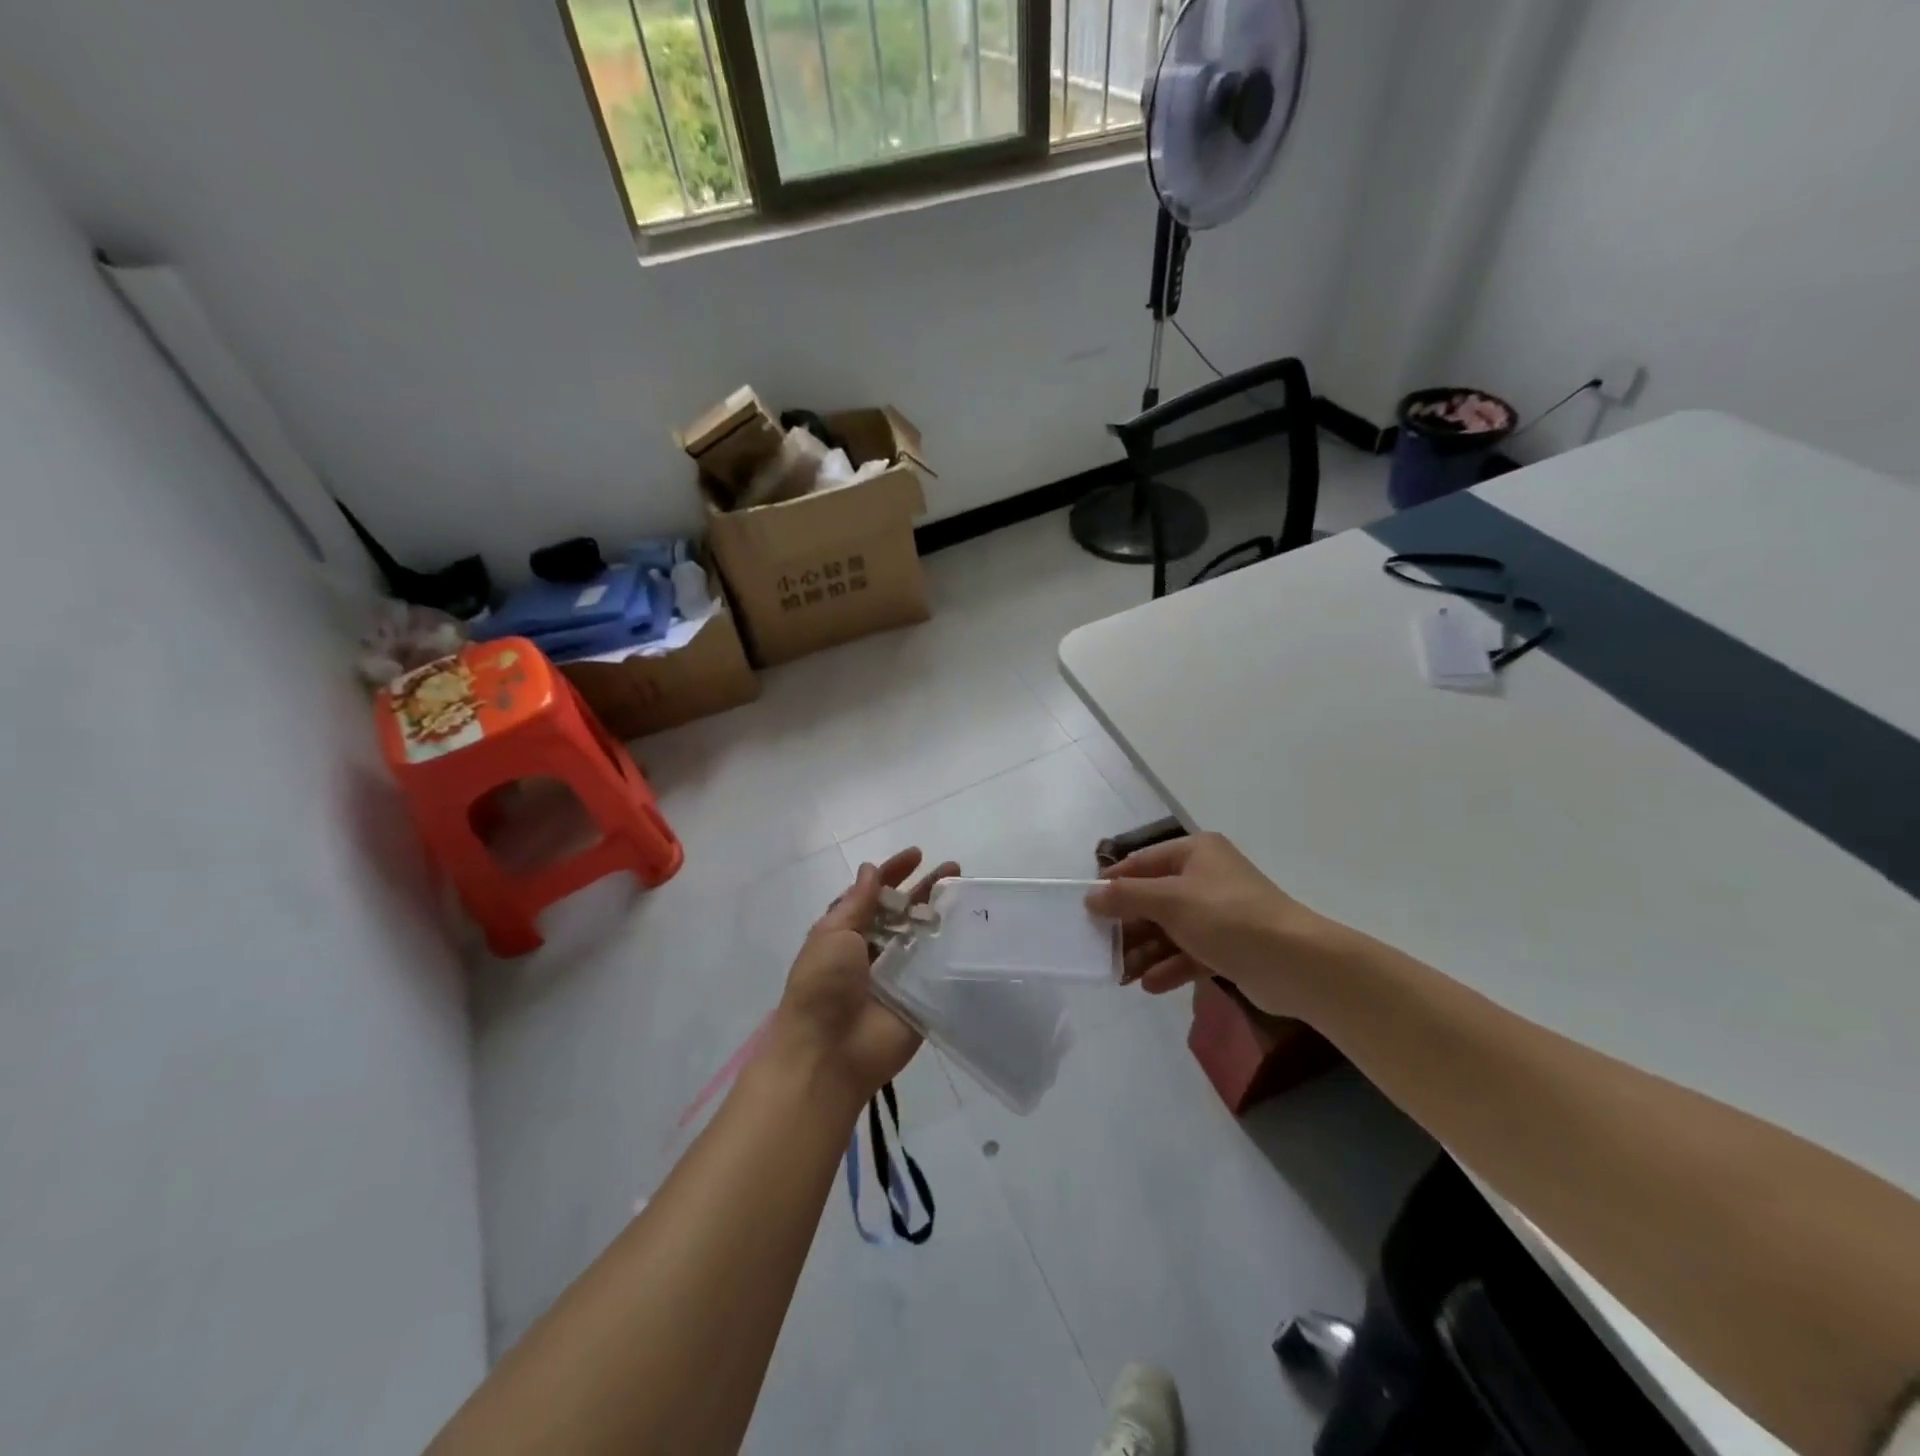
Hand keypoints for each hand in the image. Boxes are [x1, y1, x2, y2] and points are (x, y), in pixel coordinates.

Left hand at [771, 847, 959, 1106]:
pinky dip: (952, 950)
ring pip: (923, 937)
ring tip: (966, 894)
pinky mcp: (920, 999)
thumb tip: (870, 869)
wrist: (828, 1055)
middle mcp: (873, 951)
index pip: (872, 894)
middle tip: (953, 870)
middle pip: (902, 912)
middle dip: (925, 889)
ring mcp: (898, 975)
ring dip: (942, 915)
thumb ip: (857, 903)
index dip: (892, 873)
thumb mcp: (832, 935)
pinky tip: (973, 930)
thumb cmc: (822, 987)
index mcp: (845, 933)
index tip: (917, 854)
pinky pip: (938, 970)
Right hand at [1085, 832, 1331, 1015]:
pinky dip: (1170, 966)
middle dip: (1129, 926)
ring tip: (1121, 976)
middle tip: (1102, 949)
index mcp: (1195, 852)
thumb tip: (1091, 896)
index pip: (1143, 862)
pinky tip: (1150, 986)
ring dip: (1146, 951)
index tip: (1088, 908)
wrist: (1295, 963)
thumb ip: (1126, 897)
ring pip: (1171, 929)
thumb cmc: (1226, 917)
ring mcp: (1220, 913)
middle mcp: (1207, 877)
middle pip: (1155, 899)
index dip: (1115, 884)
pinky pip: (1191, 952)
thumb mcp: (1169, 901)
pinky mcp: (1230, 946)